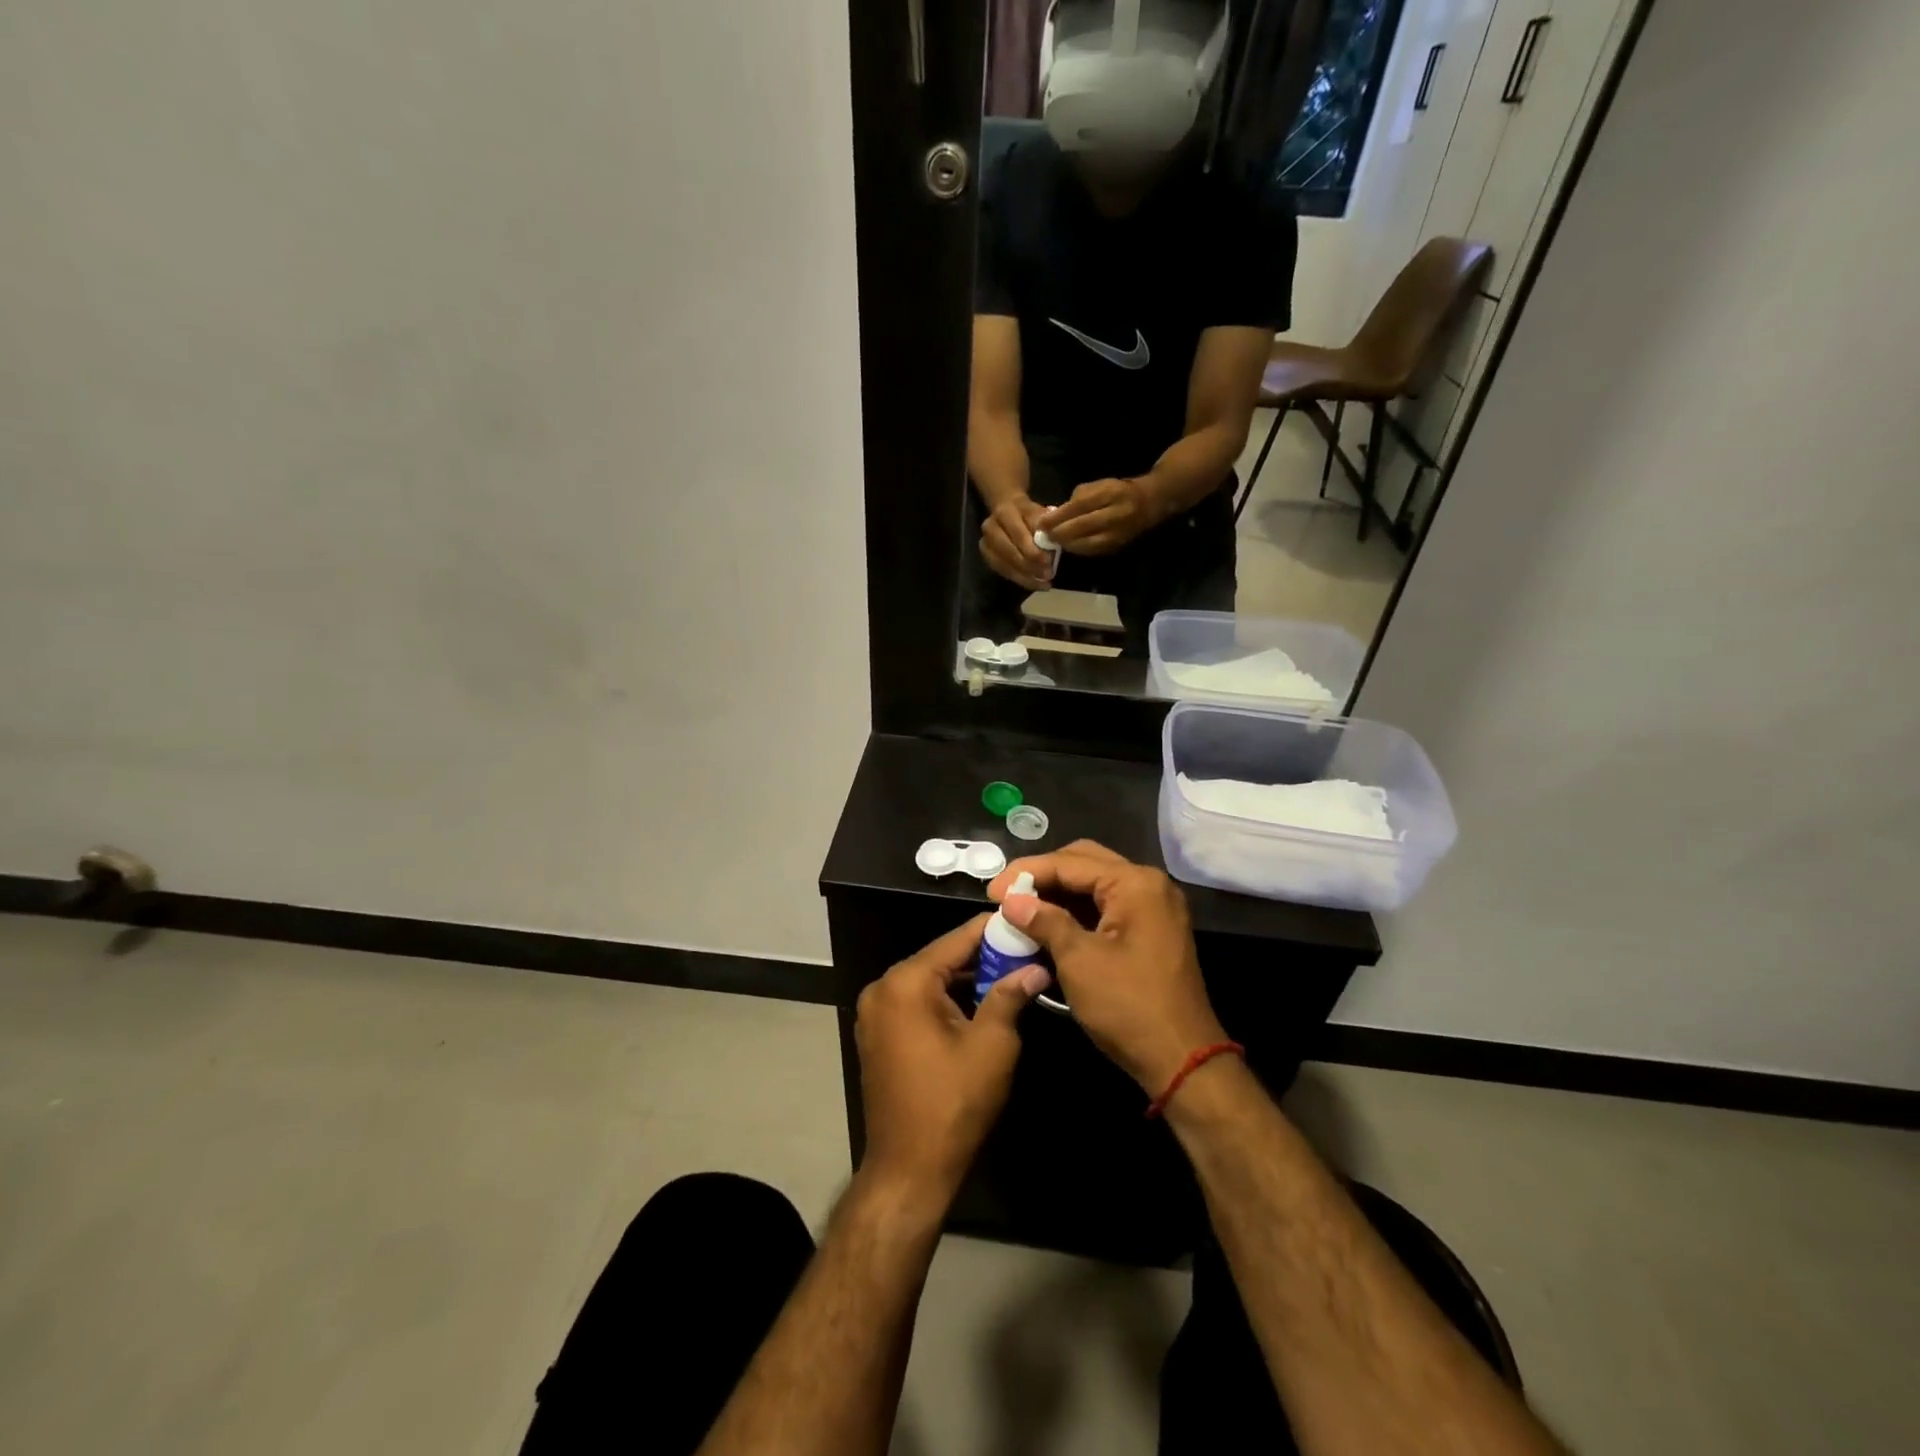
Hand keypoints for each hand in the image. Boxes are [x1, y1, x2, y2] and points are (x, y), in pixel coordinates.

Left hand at [855, 915, 1051, 1203]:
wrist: (909, 1169)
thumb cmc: (954, 1103)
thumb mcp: (992, 1045)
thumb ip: (1010, 996)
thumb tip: (1035, 967)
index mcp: (906, 982)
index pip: (956, 940)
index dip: (993, 930)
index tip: (1024, 919)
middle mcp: (883, 988)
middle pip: (941, 958)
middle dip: (983, 957)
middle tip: (1025, 951)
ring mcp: (875, 1012)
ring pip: (930, 981)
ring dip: (966, 980)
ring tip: (1011, 975)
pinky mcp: (878, 1035)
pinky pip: (917, 1003)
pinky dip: (946, 1000)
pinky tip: (980, 1004)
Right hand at [979, 496, 1053, 588]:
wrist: (1009, 511)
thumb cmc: (1029, 514)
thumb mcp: (1040, 514)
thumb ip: (1044, 528)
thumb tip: (1049, 545)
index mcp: (1005, 511)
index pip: (1018, 533)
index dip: (1032, 549)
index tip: (1048, 561)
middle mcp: (991, 525)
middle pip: (1008, 550)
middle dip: (1028, 565)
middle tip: (1046, 575)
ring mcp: (985, 541)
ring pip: (1003, 563)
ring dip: (1024, 576)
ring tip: (1041, 583)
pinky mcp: (986, 554)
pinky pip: (1001, 570)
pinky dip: (1018, 578)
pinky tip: (1032, 583)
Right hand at [988, 841, 1225, 1096]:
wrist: (1183, 1061)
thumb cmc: (1128, 1007)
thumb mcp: (1079, 961)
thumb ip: (1044, 921)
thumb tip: (1011, 900)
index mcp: (1135, 883)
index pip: (1070, 862)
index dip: (1026, 873)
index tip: (990, 892)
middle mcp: (1149, 885)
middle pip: (1085, 863)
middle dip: (1043, 877)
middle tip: (1007, 895)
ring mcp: (1154, 908)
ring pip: (1096, 885)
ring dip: (1059, 894)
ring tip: (1021, 909)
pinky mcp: (1152, 931)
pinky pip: (1107, 907)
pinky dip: (1077, 913)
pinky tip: (1048, 925)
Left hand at [1042, 478, 1162, 555]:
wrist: (1148, 504)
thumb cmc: (1117, 492)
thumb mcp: (1099, 485)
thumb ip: (1078, 498)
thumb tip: (1056, 514)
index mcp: (1110, 493)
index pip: (1080, 505)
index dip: (1059, 516)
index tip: (1042, 522)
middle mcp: (1116, 514)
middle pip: (1082, 526)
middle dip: (1059, 532)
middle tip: (1043, 535)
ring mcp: (1118, 533)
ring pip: (1086, 542)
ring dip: (1066, 544)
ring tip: (1052, 542)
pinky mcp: (1117, 546)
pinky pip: (1093, 550)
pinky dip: (1077, 549)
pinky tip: (1067, 546)